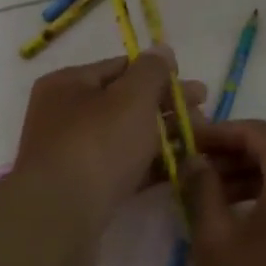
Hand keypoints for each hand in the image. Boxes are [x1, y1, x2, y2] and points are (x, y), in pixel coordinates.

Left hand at [14, 51, 205, 242]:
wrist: (61, 216)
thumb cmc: (97, 145)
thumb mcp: (131, 97)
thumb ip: (152, 71)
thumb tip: (162, 50)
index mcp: (68, 84)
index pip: (121, 68)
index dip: (161, 75)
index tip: (196, 91)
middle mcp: (65, 115)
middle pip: (125, 103)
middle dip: (167, 109)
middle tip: (204, 118)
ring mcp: (72, 153)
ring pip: (125, 138)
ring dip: (163, 138)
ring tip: (199, 144)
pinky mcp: (83, 188)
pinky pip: (122, 168)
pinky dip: (149, 166)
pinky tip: (180, 169)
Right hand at [184, 119, 265, 265]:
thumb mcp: (216, 241)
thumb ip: (203, 190)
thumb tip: (195, 160)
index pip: (256, 132)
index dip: (218, 133)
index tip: (186, 144)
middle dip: (232, 154)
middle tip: (193, 169)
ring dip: (249, 176)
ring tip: (208, 196)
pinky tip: (238, 219)